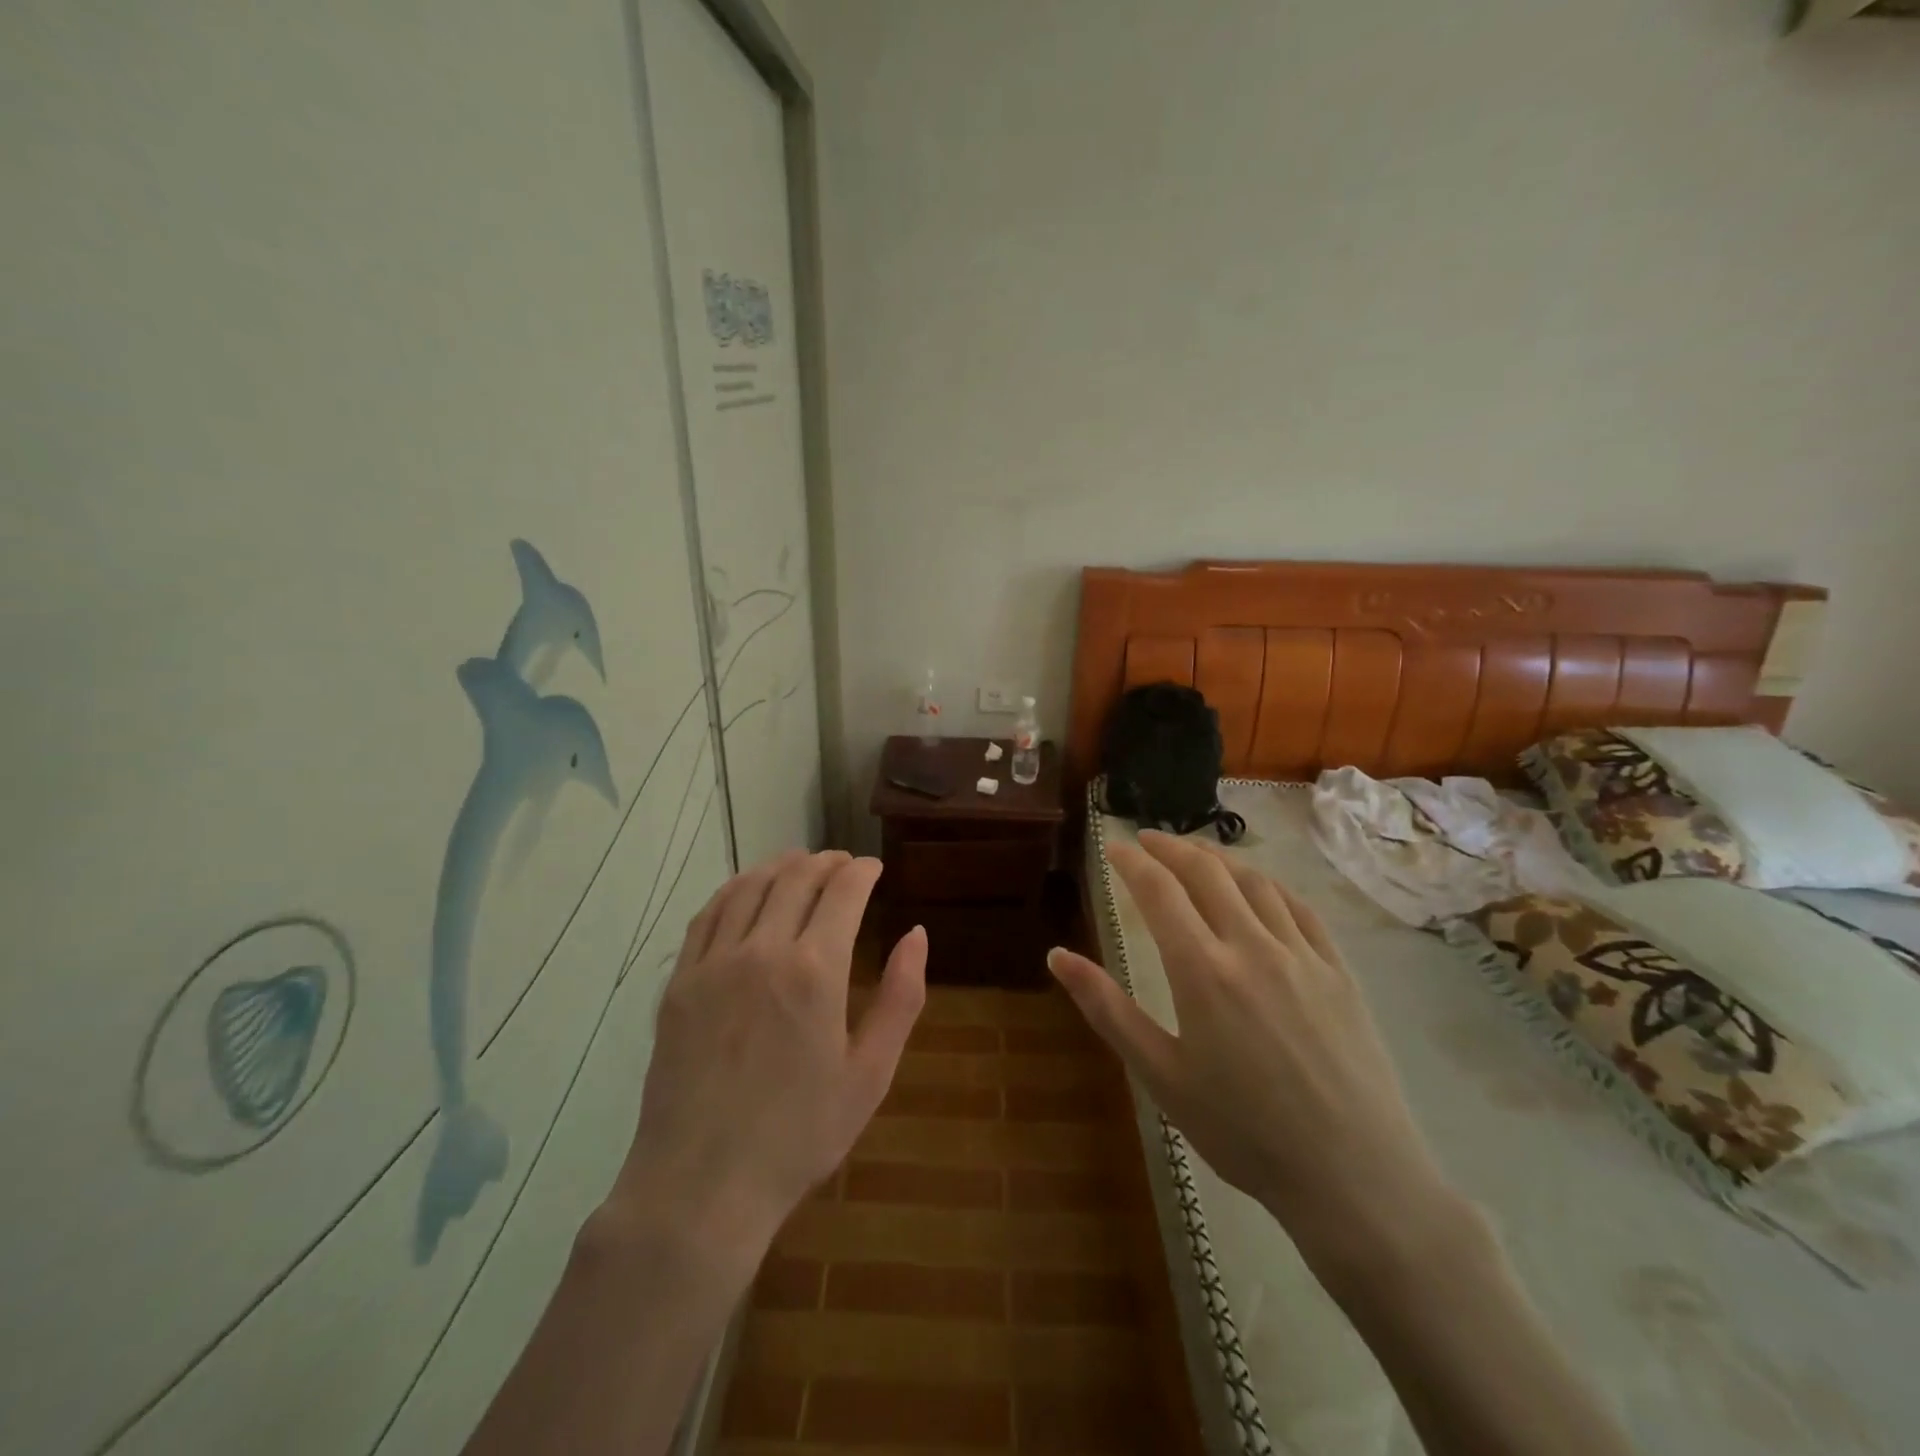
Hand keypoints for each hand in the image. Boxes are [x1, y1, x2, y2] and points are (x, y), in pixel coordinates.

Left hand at [609, 850, 926, 1268]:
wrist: (702, 1186)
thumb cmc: (799, 1135)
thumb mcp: (871, 1073)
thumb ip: (901, 997)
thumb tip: (917, 934)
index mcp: (816, 970)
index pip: (843, 891)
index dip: (862, 870)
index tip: (874, 867)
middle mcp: (762, 951)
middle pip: (796, 878)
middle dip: (826, 862)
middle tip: (843, 863)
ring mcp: (713, 963)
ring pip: (750, 886)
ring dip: (781, 866)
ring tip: (801, 864)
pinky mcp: (679, 982)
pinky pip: (708, 915)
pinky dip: (734, 889)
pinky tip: (747, 890)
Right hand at [1049, 830, 1453, 1264]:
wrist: (1354, 1177)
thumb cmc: (1242, 1131)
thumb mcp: (1160, 1074)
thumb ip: (1106, 1008)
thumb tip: (1057, 955)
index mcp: (1202, 970)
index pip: (1159, 891)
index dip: (1131, 862)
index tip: (1112, 847)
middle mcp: (1251, 946)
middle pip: (1206, 872)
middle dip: (1170, 847)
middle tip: (1147, 839)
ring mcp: (1301, 954)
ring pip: (1254, 882)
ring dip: (1217, 859)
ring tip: (1195, 855)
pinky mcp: (1338, 971)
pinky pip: (1299, 908)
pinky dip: (1269, 885)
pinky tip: (1259, 888)